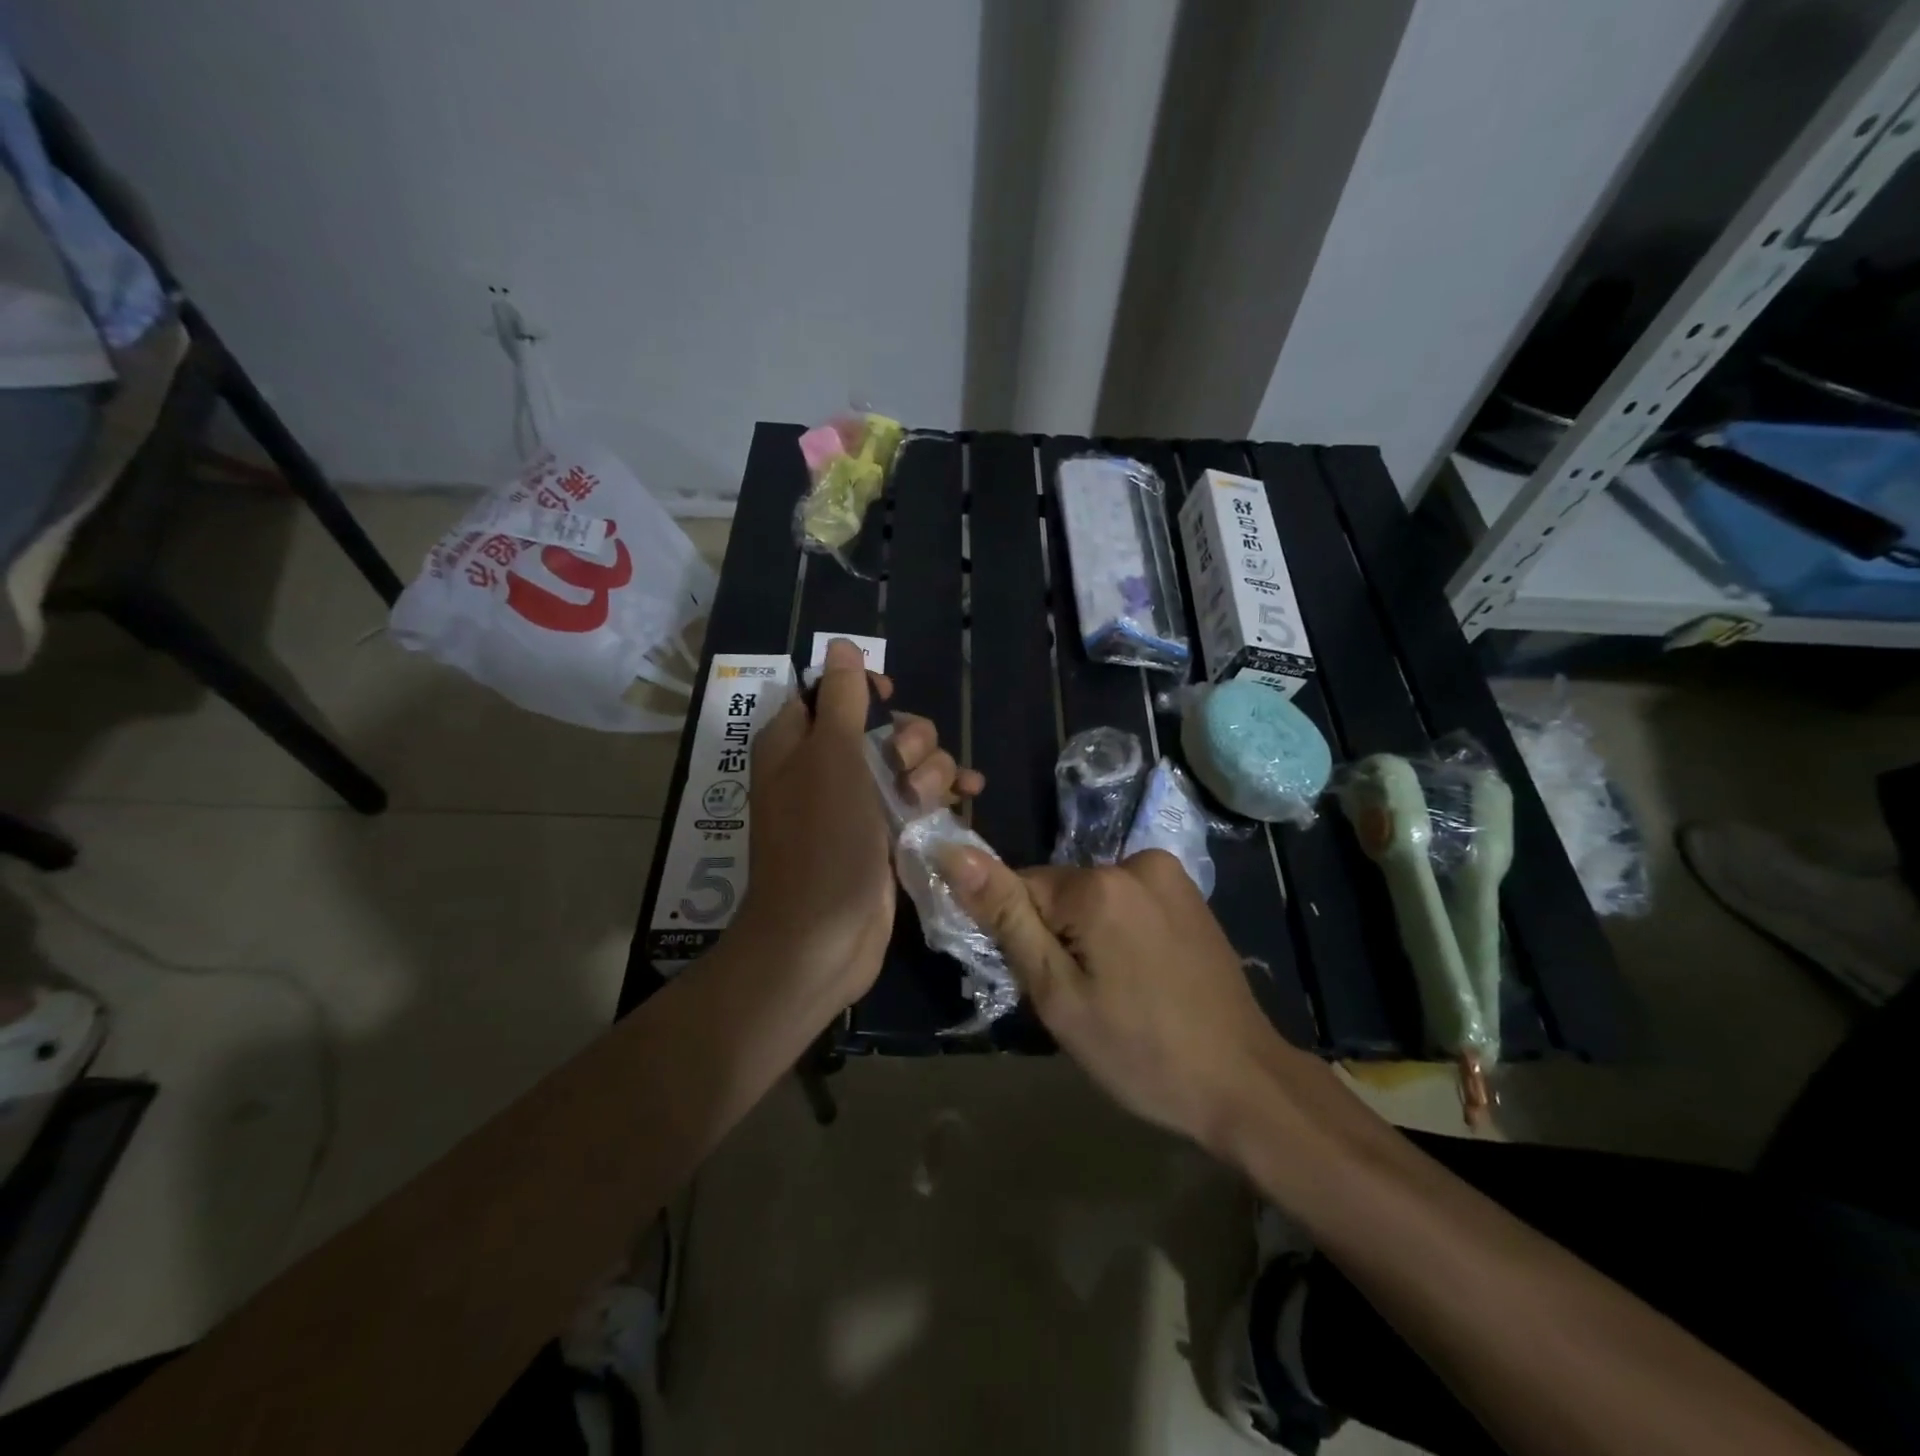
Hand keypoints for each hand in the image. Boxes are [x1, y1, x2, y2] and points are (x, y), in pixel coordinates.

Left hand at [736, 639, 981, 1010]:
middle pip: (884, 726)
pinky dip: (943, 795)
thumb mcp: (830, 758)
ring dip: (930, 771)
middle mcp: (825, 768)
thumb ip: (839, 699)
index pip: (831, 691)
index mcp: (796, 743)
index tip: (889, 698)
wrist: (823, 938)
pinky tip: (969, 796)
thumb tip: (841, 645)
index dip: (864, 689)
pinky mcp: (886, 836)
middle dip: (909, 740)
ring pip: (910, 763)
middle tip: (907, 769)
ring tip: (923, 803)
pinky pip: (920, 799)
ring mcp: (858, 805)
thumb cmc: (822, 842)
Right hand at [938, 845, 1323, 1149]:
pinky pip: (1128, 900)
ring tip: (1117, 991)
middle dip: (1057, 936)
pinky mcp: (1190, 893)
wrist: (1243, 1083)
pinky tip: (1143, 975)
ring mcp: (1170, 874)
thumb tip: (954, 853)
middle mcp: (1135, 862)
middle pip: (1060, 892)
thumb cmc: (1140, 1051)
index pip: (1020, 890)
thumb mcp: (1058, 994)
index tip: (1048, 985)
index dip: (1023, 938)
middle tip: (1084, 998)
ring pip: (1093, 897)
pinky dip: (1121, 930)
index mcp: (1098, 885)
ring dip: (1089, 934)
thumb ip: (1006, 918)